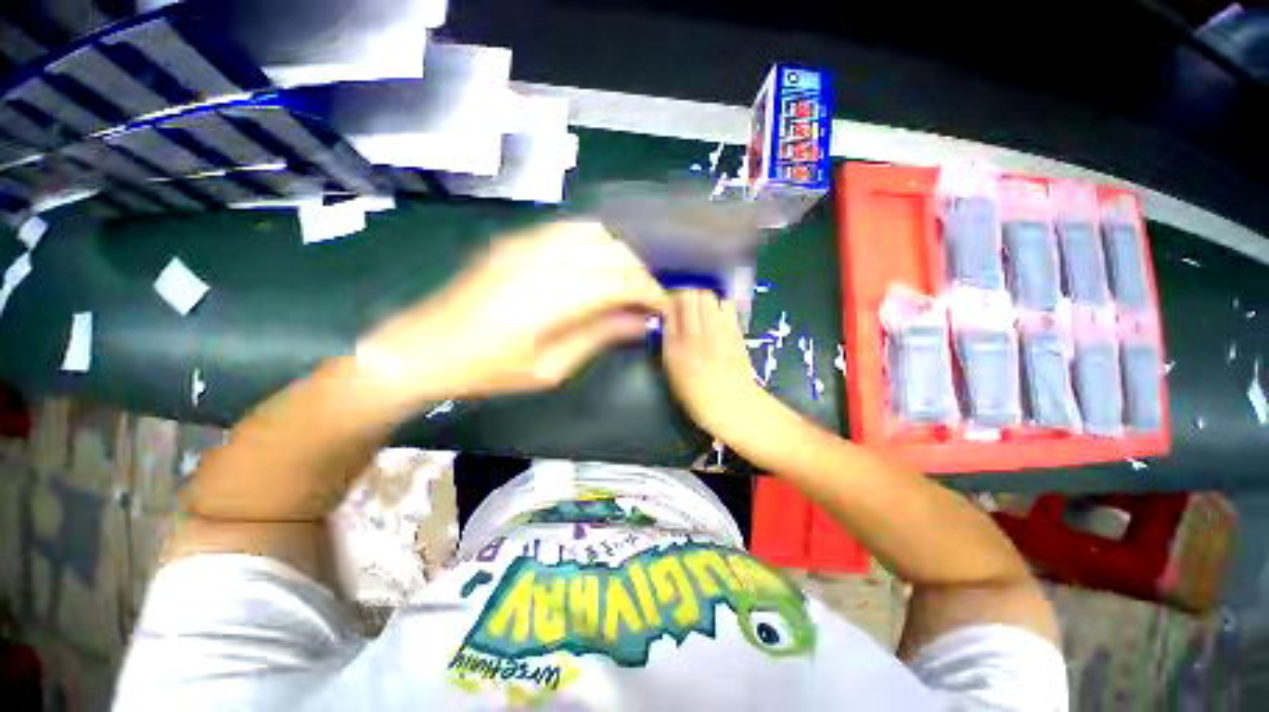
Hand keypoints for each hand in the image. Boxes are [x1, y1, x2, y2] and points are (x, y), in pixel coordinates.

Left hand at [357, 221, 666, 402]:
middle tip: (650, 299)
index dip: (651, 293)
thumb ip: (599, 337)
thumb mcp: (550, 367)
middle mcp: (546, 258)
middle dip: (641, 274)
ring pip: (596, 234)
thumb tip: (640, 323)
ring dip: (621, 255)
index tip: (664, 309)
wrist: (425, 346)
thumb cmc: (489, 369)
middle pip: (614, 252)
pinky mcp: (517, 240)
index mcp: (554, 296)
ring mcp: (528, 242)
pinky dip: (597, 243)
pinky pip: (570, 230)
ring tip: (629, 282)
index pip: (623, 281)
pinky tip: (600, 263)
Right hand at [662, 290, 769, 438]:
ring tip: (701, 311)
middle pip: (693, 294)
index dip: (670, 300)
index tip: (668, 306)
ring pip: (710, 296)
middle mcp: (698, 330)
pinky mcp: (735, 331)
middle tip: (685, 306)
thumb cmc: (697, 394)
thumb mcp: (673, 370)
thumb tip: (665, 319)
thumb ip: (668, 341)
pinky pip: (727, 306)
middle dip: (687, 295)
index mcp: (677, 342)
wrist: (733, 405)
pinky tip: (717, 317)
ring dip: (703, 299)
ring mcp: (719, 329)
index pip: (672, 305)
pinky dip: (720, 306)